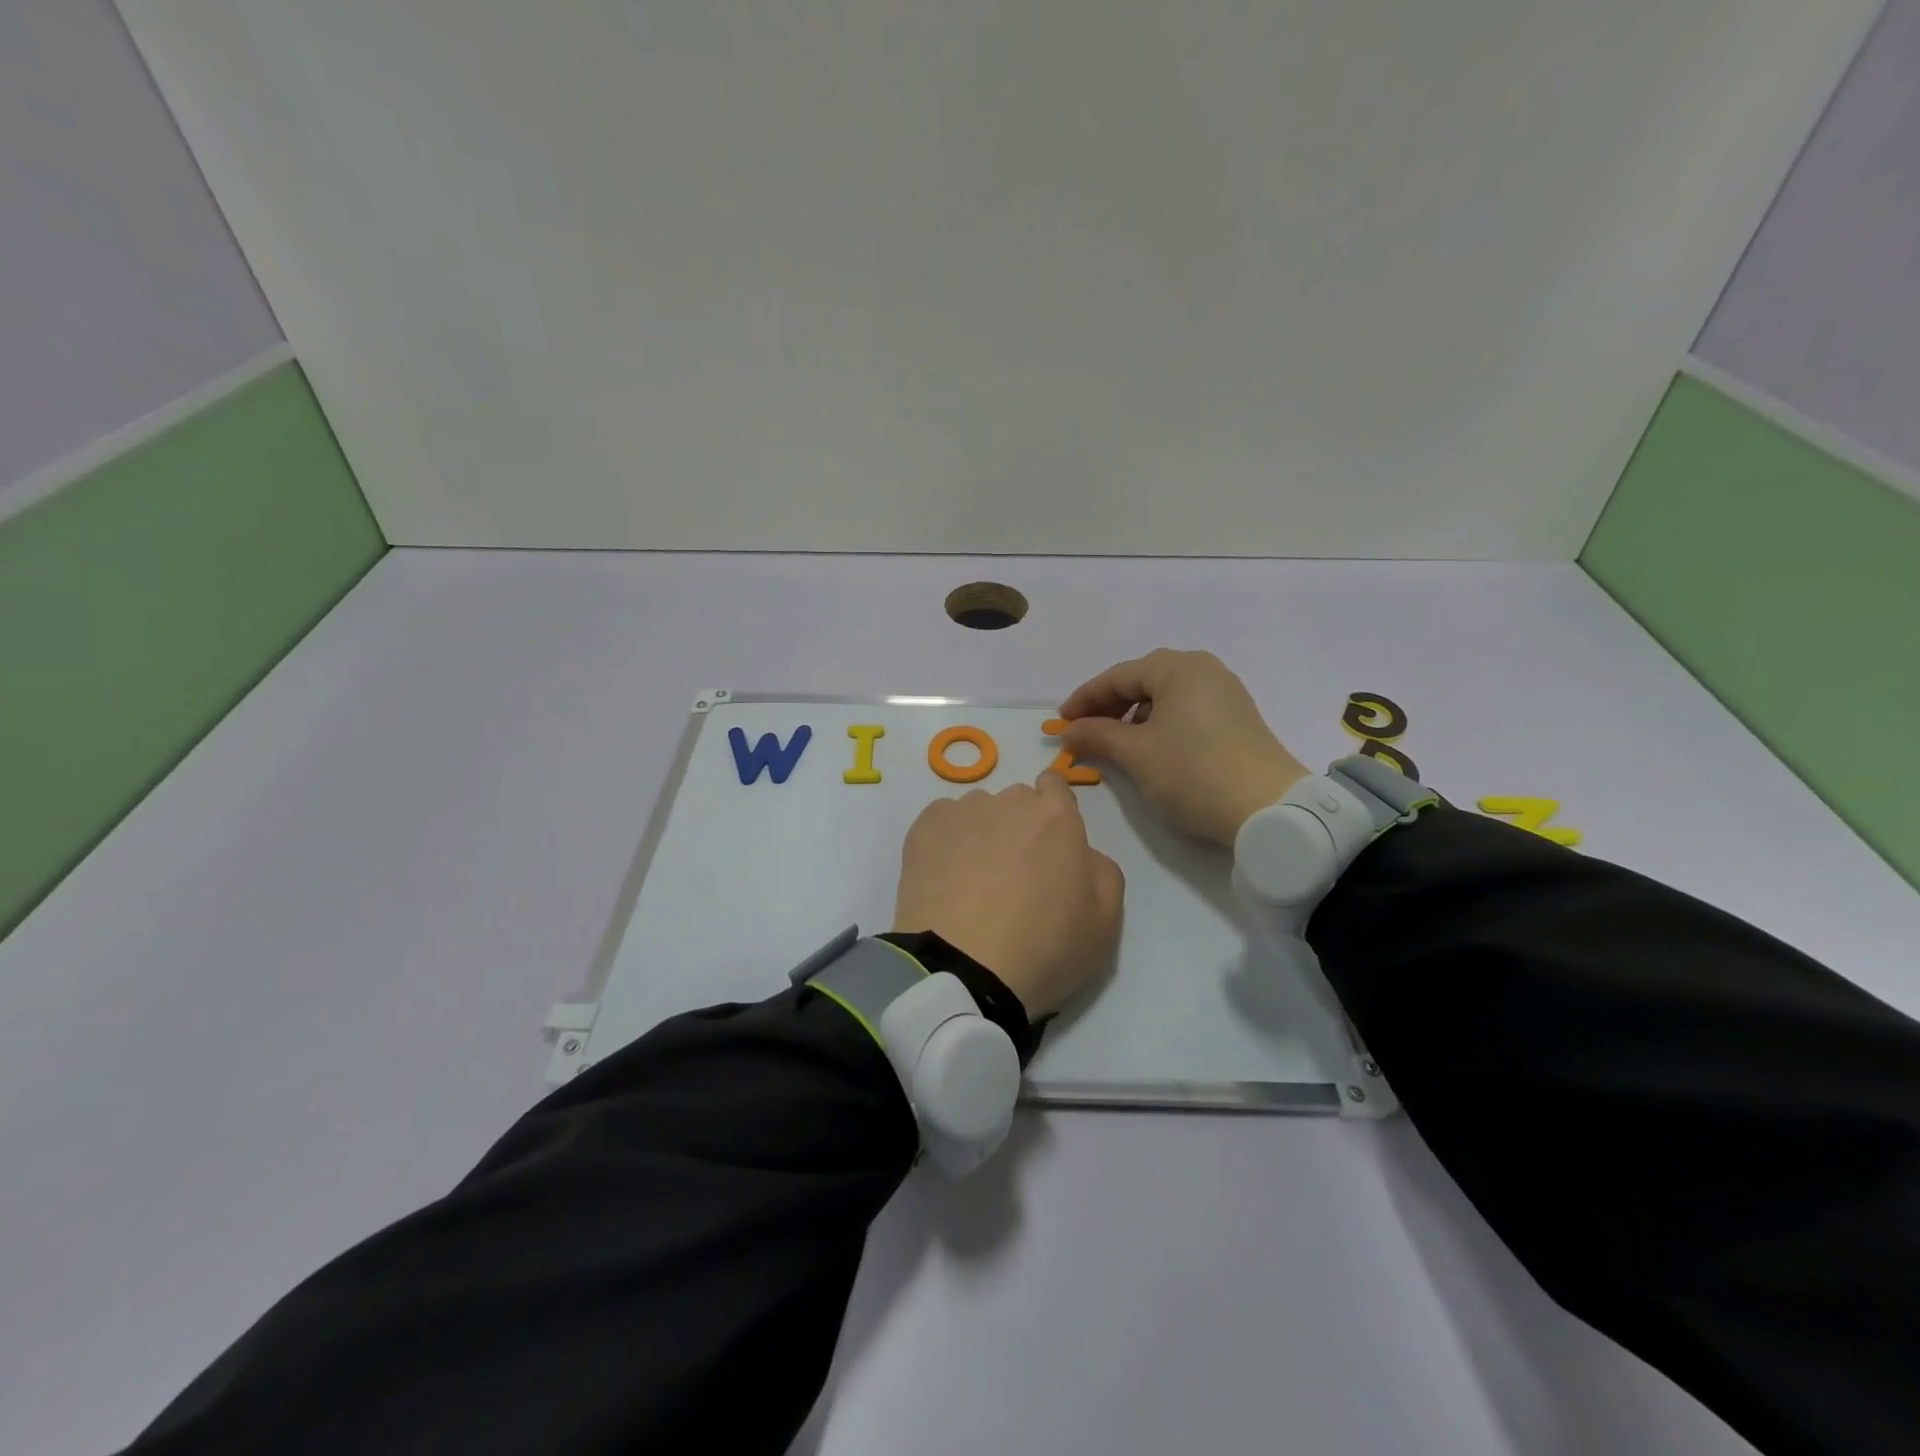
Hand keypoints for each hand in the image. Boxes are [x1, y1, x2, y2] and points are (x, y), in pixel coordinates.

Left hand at [893, 771, 1123, 1018]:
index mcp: (1057, 817)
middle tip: (1014, 877)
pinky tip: (945, 880)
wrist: (962, 968)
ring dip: (981, 835)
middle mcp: (1009, 802)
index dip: (1054, 812)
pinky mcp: (923, 829)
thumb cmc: (1043, 947)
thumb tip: (1082, 854)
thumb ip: (1102, 871)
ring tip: (973, 883)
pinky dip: (946, 843)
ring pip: (978, 812)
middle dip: (1019, 828)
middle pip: (1017, 802)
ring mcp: (962, 812)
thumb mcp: (1105, 921)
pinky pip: (942, 823)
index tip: (1049, 846)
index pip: (1056, 786)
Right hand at [1058, 649, 1309, 846]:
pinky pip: (1186, 708)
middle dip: (1109, 705)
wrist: (1269, 809)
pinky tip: (1152, 747)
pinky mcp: (1237, 717)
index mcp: (1178, 667)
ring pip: (1165, 695)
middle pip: (1143, 680)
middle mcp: (1204, 669)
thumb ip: (1097, 735)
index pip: (1117, 676)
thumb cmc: (1193, 772)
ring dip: (1134, 715)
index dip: (1085, 699)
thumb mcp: (1136, 754)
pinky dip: (1160, 722)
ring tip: (1116, 743)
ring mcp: (1225, 692)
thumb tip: (1069, 731)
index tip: (1061, 723)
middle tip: (1085, 731)